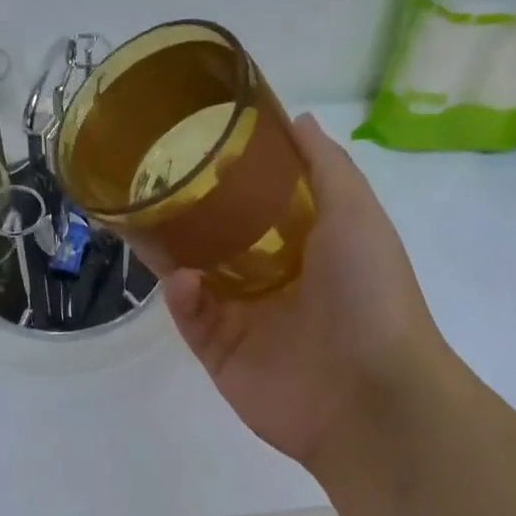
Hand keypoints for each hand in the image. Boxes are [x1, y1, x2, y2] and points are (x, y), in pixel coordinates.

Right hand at [161, 115, 456, 468]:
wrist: (372, 396)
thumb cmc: (368, 292)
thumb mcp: (355, 213)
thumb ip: (325, 166)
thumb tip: (298, 118)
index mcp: (306, 245)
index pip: (260, 203)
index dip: (232, 174)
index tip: (199, 142)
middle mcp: (273, 278)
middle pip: (219, 238)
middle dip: (189, 213)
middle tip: (154, 181)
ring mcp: (244, 318)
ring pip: (195, 275)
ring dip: (172, 251)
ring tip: (143, 219)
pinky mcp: (220, 353)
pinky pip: (190, 318)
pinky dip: (180, 296)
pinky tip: (179, 280)